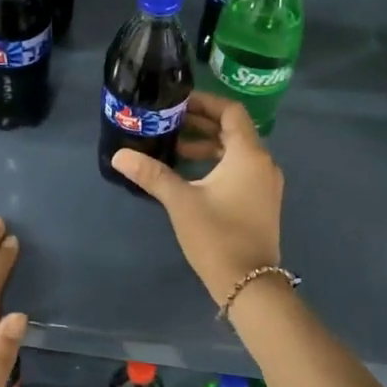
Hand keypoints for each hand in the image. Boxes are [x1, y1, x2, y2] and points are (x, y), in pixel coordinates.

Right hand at [111, 91, 283, 306]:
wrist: (249, 283)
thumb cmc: (216, 236)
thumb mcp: (181, 202)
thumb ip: (152, 174)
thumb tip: (120, 155)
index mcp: (248, 155)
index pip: (231, 111)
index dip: (205, 102)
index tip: (178, 102)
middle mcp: (263, 163)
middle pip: (234, 130)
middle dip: (202, 124)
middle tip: (170, 122)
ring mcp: (266, 184)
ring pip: (237, 152)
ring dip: (208, 146)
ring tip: (174, 150)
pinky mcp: (262, 202)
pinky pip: (241, 170)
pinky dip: (218, 164)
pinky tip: (192, 176)